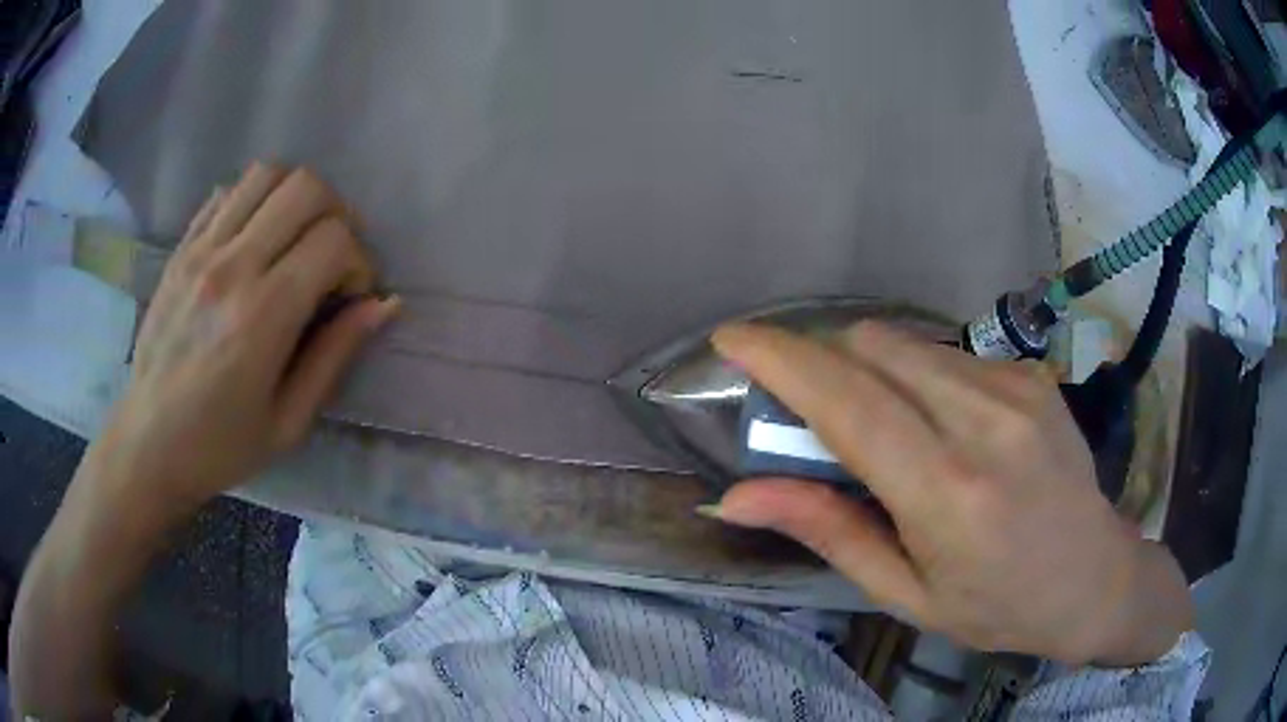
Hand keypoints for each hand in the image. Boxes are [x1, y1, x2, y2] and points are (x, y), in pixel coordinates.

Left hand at [88, 162, 398, 515]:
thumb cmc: (220, 446)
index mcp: (262, 317)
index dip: (359, 260)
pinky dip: (253, 202)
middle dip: (335, 215)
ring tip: (292, 240)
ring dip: (294, 198)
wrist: (148, 444)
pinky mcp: (181, 249)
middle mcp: (232, 267)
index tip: (351, 295)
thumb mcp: (288, 422)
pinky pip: (227, 192)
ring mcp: (201, 251)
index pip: (333, 239)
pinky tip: (253, 241)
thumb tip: (383, 305)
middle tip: (329, 257)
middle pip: (305, 188)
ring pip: (266, 174)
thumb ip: (335, 356)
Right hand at [708, 321, 1192, 666]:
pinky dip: (916, 375)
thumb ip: (827, 532)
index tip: (732, 340)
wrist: (1094, 577)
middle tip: (805, 409)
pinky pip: (948, 354)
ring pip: (908, 343)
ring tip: (878, 425)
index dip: (782, 360)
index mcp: (948, 494)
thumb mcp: (906, 593)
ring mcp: (1017, 387)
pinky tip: (938, 424)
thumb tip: (737, 497)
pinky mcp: (1033, 374)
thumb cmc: (997, 606)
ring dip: (869, 368)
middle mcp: (985, 423)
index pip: (849, 404)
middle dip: (821, 360)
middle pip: (873, 348)